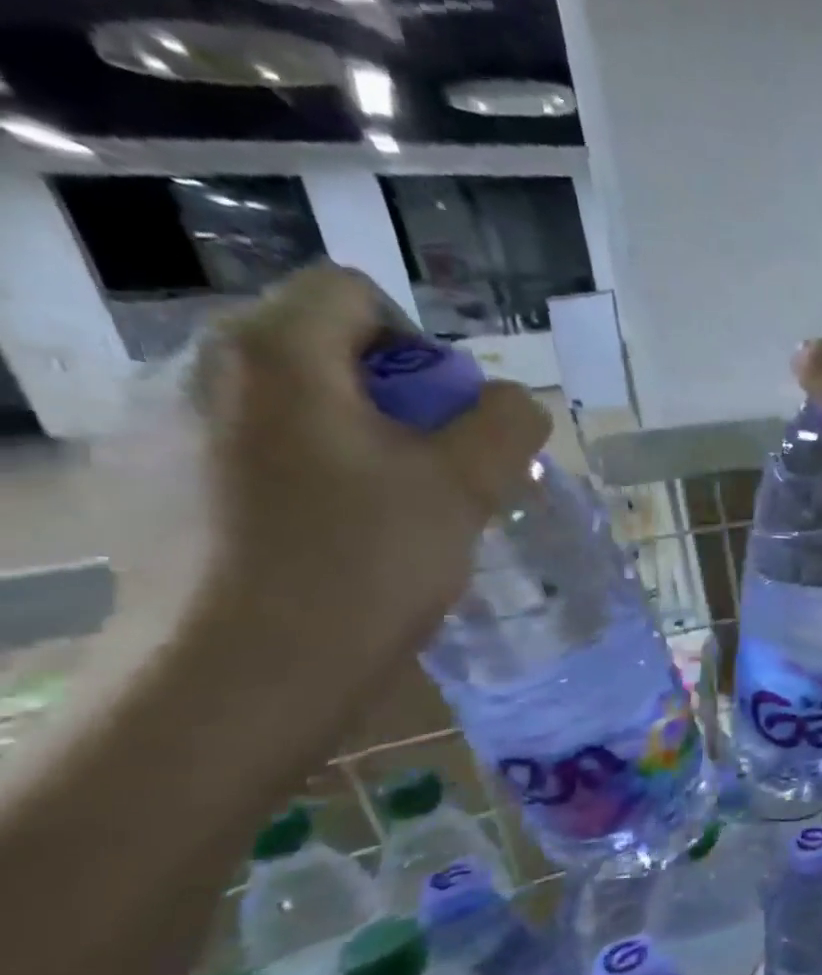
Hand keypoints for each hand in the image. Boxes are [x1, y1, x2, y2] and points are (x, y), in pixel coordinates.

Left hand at [184, 265, 549, 677]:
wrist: (237, 679)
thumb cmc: (361, 567)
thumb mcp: (465, 489)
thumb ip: (506, 426)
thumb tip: (515, 404)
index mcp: (273, 353)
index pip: (354, 294)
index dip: (422, 348)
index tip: (450, 424)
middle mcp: (197, 370)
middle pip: (321, 350)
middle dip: (395, 404)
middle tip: (434, 478)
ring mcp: (162, 432)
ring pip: (289, 408)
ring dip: (354, 444)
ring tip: (387, 518)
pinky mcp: (152, 491)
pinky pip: (249, 455)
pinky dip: (304, 479)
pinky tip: (327, 545)